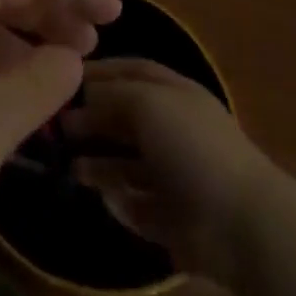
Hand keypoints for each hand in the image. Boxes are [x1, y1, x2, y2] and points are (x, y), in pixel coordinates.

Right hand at [60, 57, 269, 277]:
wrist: (239, 223)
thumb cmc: (191, 145)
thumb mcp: (145, 101)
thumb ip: (109, 94)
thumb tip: (81, 100)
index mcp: (174, 94)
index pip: (130, 72)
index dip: (98, 72)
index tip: (61, 78)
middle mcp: (172, 129)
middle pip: (123, 117)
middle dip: (91, 119)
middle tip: (56, 127)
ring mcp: (172, 174)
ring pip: (124, 162)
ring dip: (96, 161)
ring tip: (68, 164)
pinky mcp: (169, 216)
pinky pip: (132, 201)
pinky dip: (114, 198)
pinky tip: (98, 194)